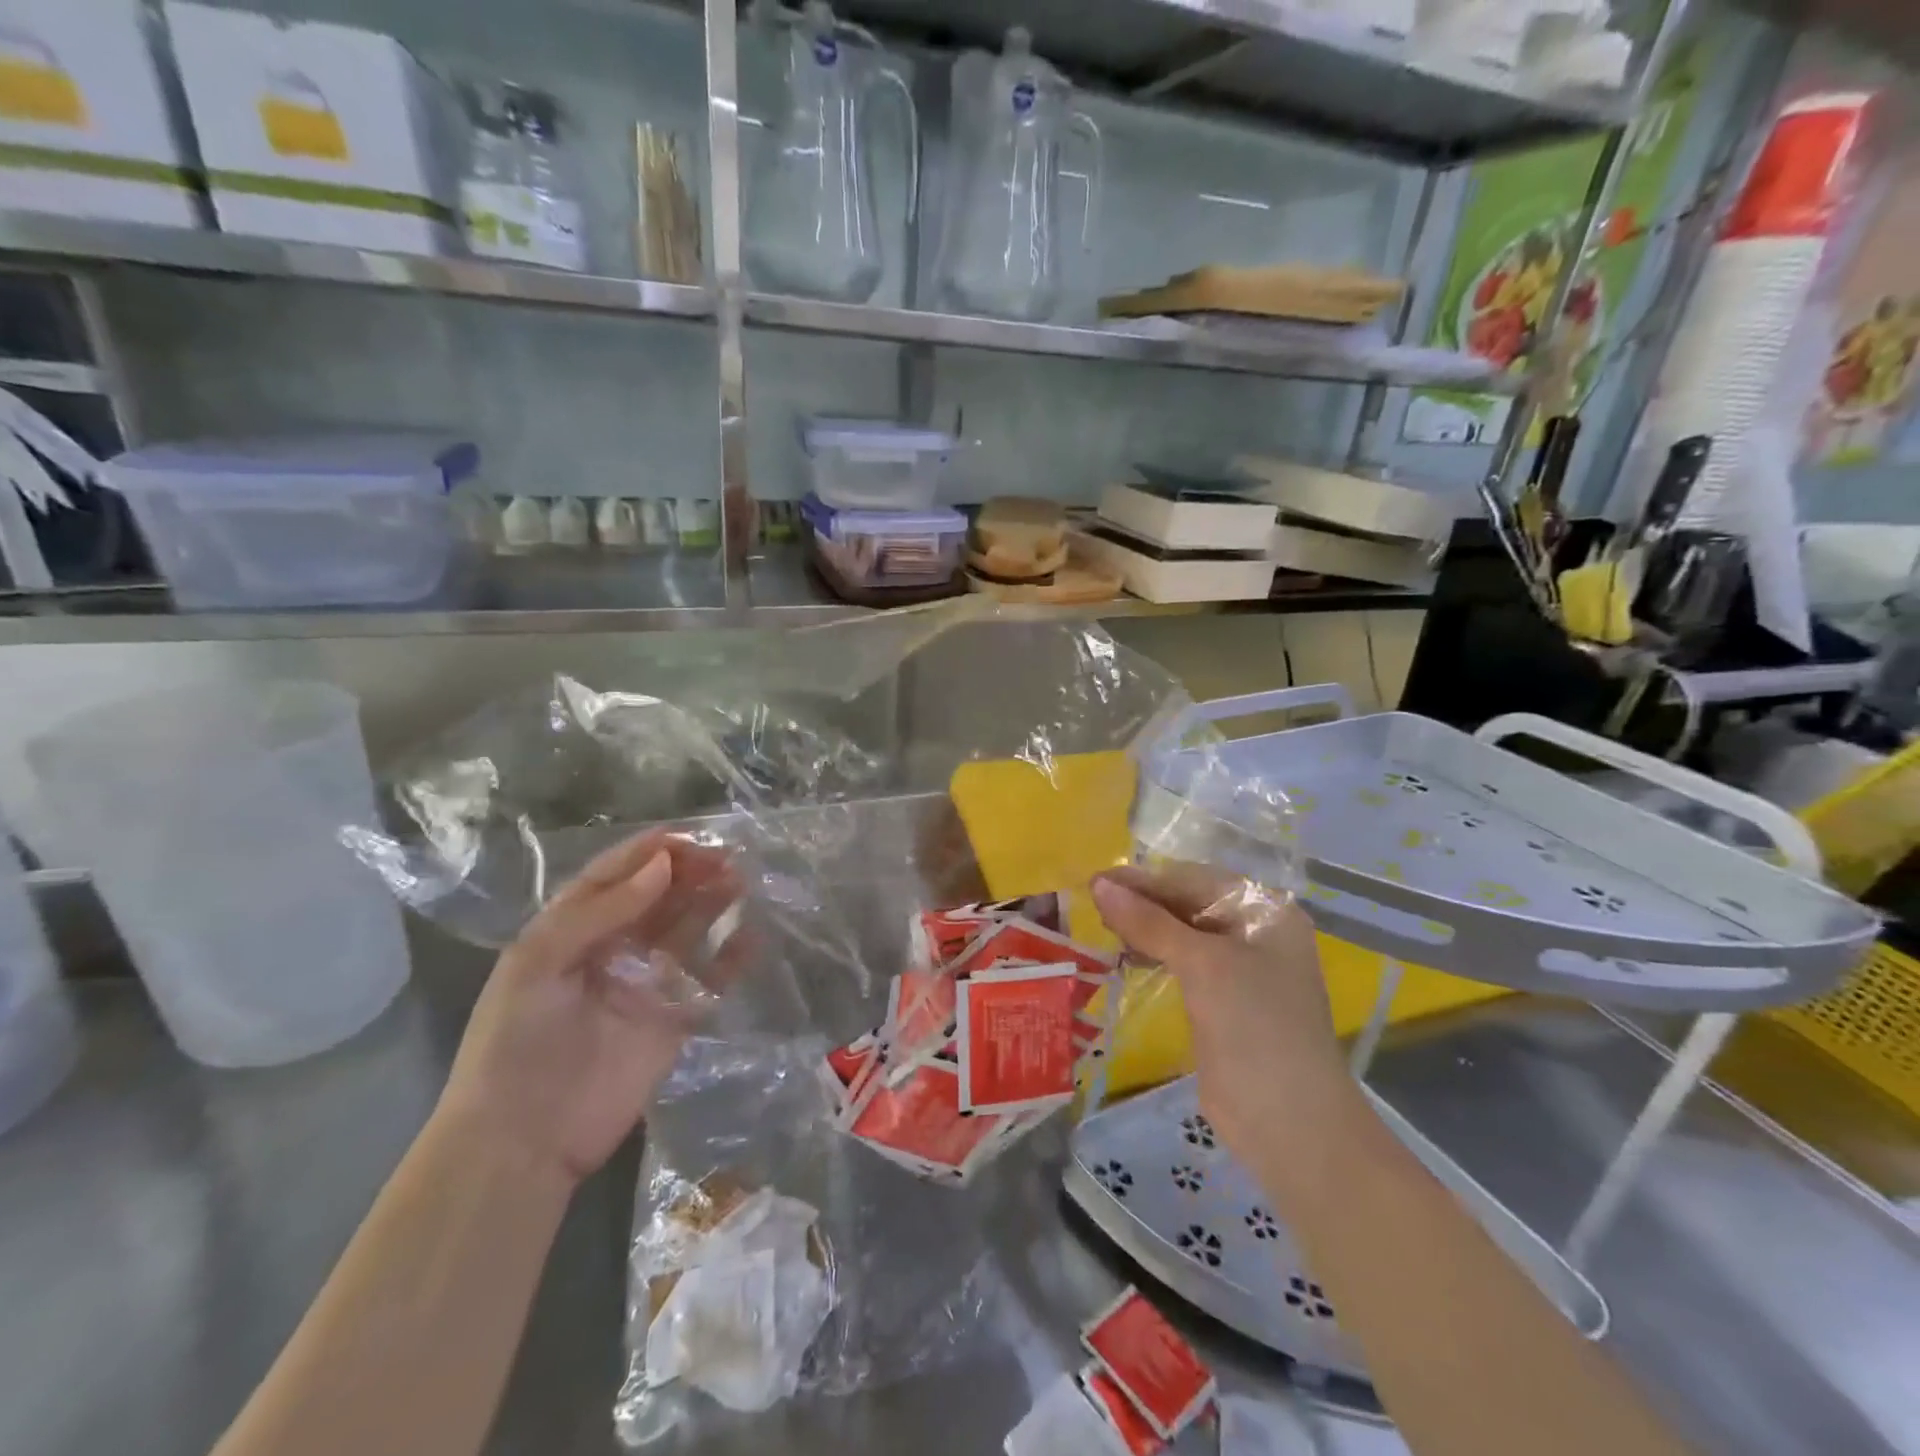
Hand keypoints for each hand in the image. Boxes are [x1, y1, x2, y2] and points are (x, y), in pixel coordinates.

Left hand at [437, 831, 744, 1190]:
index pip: (615, 875)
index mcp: (572, 929)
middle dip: (689, 872)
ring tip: (742, 880)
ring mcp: (646, 983)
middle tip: (727, 856)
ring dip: (713, 903)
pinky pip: (709, 979)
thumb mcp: (538, 964)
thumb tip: (662, 866)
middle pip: (657, 897)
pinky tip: (751, 937)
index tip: (690, 836)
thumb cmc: (516, 1042)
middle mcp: (613, 947)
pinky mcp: (674, 1018)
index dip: (650, 852)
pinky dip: (731, 957)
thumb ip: (600, 911)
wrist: (522, 1142)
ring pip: (687, 929)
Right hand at [1090, 864, 1357, 1192]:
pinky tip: (1125, 957)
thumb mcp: (1202, 964)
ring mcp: (1240, 970)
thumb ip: (1149, 922)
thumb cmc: (1254, 1026)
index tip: (1096, 880)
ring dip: (1144, 929)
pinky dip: (1153, 956)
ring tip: (1103, 927)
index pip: (1195, 881)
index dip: (1145, 880)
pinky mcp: (1223, 1002)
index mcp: (1265, 912)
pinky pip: (1182, 965)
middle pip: (1189, 905)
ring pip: (1182, 934)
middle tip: (1093, 904)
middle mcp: (1255, 934)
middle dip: (1143, 902)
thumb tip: (1100, 884)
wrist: (1290, 1123)